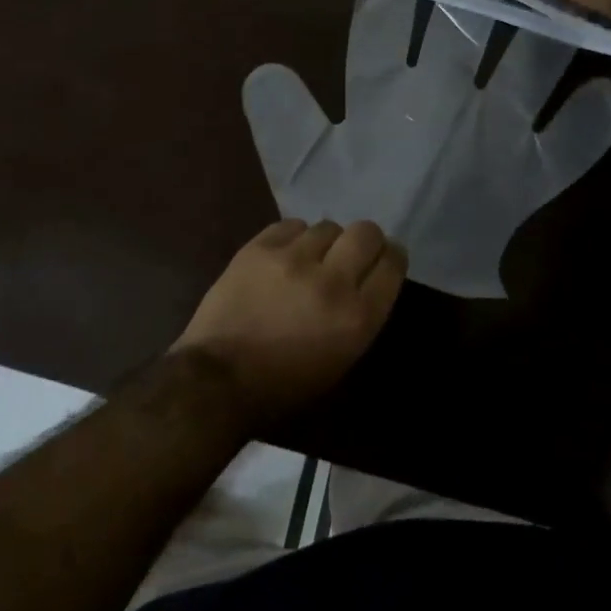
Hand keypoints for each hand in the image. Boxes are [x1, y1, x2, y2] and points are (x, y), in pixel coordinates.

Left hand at [173, 219, 405, 425]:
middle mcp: (331, 280)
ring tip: (310, 258)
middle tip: (352, 253)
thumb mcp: (340, 360)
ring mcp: (293, 259)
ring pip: (328, 226)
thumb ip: (360, 315)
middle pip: (366, 233)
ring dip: (325, 242)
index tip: (384, 259)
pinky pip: (291, 225)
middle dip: (365, 240)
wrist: (218, 379)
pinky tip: (285, 255)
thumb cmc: (284, 385)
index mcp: (357, 317)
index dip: (391, 257)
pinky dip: (294, 237)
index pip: (392, 264)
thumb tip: (366, 279)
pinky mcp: (260, 247)